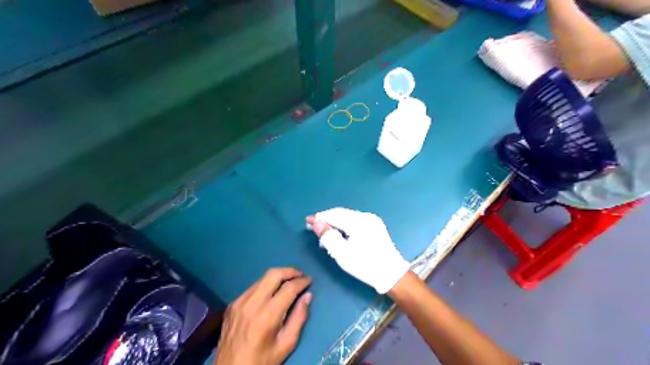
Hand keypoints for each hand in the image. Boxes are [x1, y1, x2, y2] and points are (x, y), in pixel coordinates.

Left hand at [214, 268, 311, 363]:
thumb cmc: (262, 361)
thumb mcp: (286, 344)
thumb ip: (299, 318)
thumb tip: (308, 296)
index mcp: (267, 315)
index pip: (288, 288)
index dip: (302, 281)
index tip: (310, 280)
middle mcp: (252, 303)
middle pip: (273, 274)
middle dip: (290, 271)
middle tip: (300, 275)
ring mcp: (240, 302)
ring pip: (262, 278)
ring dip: (278, 276)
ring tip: (289, 281)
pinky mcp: (232, 304)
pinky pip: (252, 288)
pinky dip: (265, 286)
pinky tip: (271, 293)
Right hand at [307, 208, 407, 293]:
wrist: (392, 274)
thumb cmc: (365, 265)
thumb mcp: (343, 254)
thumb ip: (328, 236)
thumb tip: (316, 223)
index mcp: (358, 221)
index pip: (334, 215)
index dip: (320, 218)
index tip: (307, 221)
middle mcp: (366, 216)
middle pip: (341, 213)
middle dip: (327, 219)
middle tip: (313, 227)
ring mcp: (372, 220)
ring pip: (348, 216)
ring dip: (335, 223)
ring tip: (325, 235)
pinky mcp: (375, 226)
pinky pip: (355, 221)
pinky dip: (344, 225)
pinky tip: (339, 234)